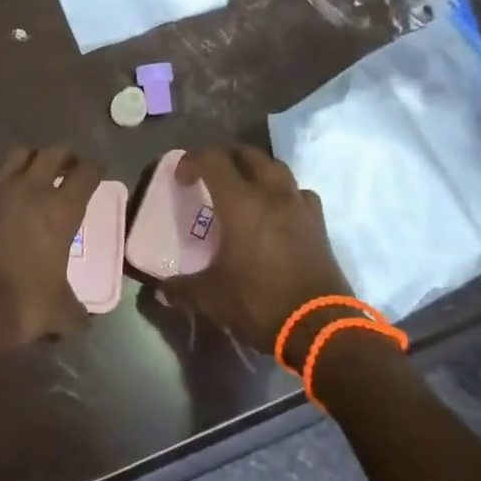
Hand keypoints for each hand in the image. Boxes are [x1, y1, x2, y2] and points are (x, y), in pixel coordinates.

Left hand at [0, 146, 106, 358]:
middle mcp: (29, 190)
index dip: (95, 169)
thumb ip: (75, 311)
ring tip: (32, 174)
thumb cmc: (21, 305)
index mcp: (60, 210)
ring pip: (17, 157)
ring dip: (29, 161)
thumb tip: (84, 321)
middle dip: (64, 157)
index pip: (86, 174)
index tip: (97, 170)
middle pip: (52, 154)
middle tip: (68, 166)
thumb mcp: (59, 313)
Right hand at [157, 145, 350, 356]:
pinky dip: (283, 192)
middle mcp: (271, 193)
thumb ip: (181, 288)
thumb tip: (160, 291)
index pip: (212, 159)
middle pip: (247, 153)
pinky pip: (299, 192)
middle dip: (224, 157)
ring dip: (255, 169)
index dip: (192, 161)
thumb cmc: (259, 302)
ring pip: (276, 167)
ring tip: (242, 188)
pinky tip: (276, 211)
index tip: (182, 179)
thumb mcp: (211, 297)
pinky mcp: (318, 223)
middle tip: (209, 175)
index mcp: (240, 202)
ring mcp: (299, 205)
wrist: (319, 326)